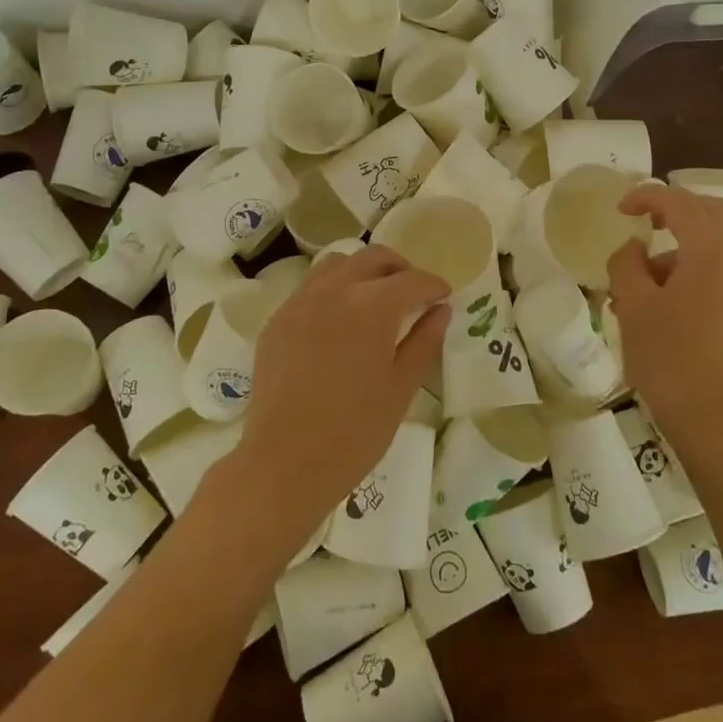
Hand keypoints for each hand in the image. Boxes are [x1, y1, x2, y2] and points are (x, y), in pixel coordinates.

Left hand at [226, 246, 448, 538]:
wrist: (285, 463)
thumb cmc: (355, 432)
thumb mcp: (401, 387)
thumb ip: (424, 341)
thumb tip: (441, 310)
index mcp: (372, 306)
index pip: (412, 280)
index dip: (433, 285)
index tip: (444, 295)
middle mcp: (335, 290)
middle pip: (373, 258)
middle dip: (400, 269)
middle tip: (413, 293)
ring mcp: (300, 302)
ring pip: (337, 264)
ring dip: (362, 271)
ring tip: (375, 298)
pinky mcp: (278, 320)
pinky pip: (310, 288)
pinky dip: (333, 289)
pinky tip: (339, 320)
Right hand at [608, 185, 722, 451]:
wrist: (710, 416)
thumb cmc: (667, 356)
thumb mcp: (633, 304)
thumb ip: (627, 263)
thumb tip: (633, 248)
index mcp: (712, 253)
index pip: (681, 203)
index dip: (647, 197)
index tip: (620, 210)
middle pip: (711, 212)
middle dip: (675, 210)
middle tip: (644, 222)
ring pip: (716, 243)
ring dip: (680, 246)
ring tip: (638, 283)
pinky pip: (721, 269)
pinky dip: (693, 268)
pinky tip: (661, 301)